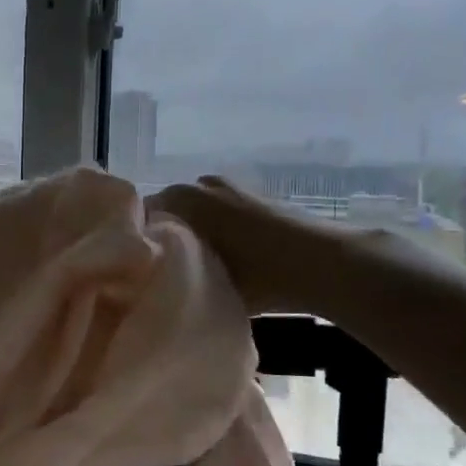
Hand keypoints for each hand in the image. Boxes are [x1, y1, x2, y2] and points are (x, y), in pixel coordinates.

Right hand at [148, 176, 329, 315]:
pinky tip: (227, 257)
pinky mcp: (253, 196)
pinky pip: (219, 211)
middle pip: (168, 212)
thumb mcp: (208, 281)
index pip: (142, 216)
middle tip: (167, 269)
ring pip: (195, 212)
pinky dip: (217, 229)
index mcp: (183, 199)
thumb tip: (155, 278)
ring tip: (197, 265)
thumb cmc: (261, 275)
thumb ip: (173, 274)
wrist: (325, 262)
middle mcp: (201, 184)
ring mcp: (230, 187)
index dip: (139, 243)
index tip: (142, 268)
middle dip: (166, 237)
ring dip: (193, 233)